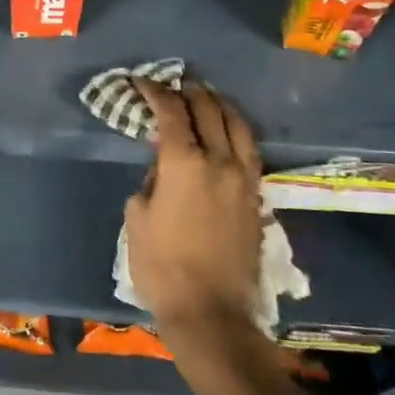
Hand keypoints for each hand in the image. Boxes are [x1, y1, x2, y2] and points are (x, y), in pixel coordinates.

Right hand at [123, 79, 263, 327]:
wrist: (211, 311)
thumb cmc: (161, 265)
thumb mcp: (137, 217)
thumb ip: (151, 180)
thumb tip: (163, 165)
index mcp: (184, 163)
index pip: (171, 112)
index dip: (155, 92)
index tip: (142, 83)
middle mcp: (219, 160)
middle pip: (208, 110)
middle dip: (189, 92)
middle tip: (173, 85)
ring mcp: (243, 178)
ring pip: (237, 125)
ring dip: (219, 105)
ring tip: (206, 97)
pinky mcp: (256, 196)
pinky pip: (249, 149)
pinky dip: (236, 130)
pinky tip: (227, 132)